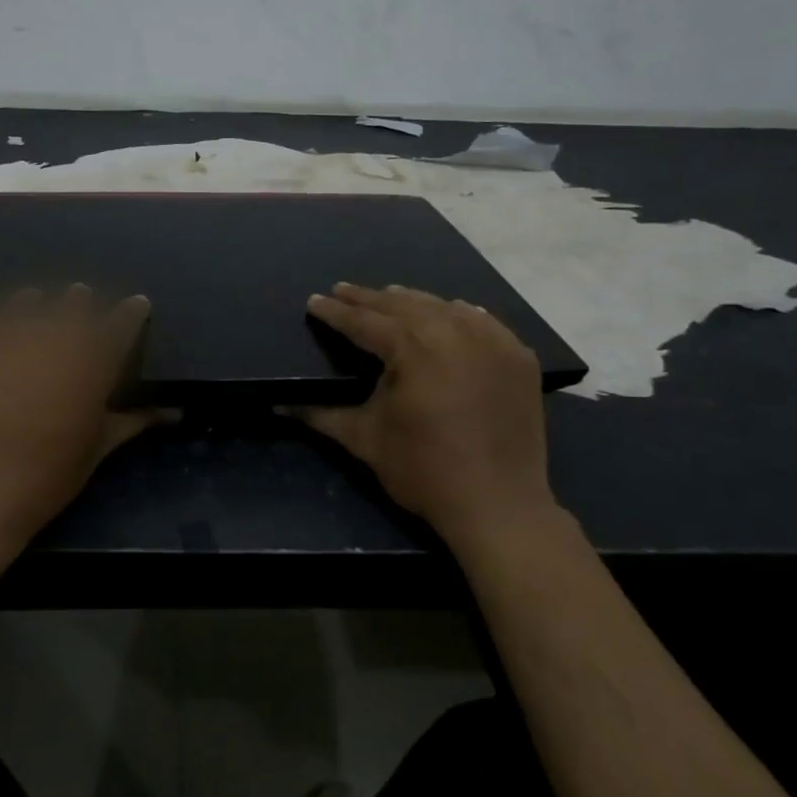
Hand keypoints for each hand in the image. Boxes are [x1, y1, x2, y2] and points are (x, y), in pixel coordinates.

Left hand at [0, 285, 173, 572]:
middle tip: (81, 298)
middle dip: (81, 302)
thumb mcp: (98, 450)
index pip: (122, 324)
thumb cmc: (47, 475)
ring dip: (32, 302)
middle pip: (73, 306)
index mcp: (91, 362)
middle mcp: (52, 338)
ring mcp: (4, 338)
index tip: (138, 304)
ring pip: (24, 304)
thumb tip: (176, 413)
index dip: (132, 312)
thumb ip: (134, 422)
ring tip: (34, 300)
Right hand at [286, 283, 558, 545]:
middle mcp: (453, 332)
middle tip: (343, 291)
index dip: (336, 312)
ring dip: (412, 301)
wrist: (498, 505)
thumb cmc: (423, 470)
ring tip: (389, 295)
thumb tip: (277, 405)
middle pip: (403, 305)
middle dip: (369, 298)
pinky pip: (484, 322)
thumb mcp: (365, 440)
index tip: (314, 301)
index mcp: (412, 348)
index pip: (364, 322)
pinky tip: (450, 311)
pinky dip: (460, 314)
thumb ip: (320, 415)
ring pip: (444, 308)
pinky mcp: (518, 359)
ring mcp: (492, 342)